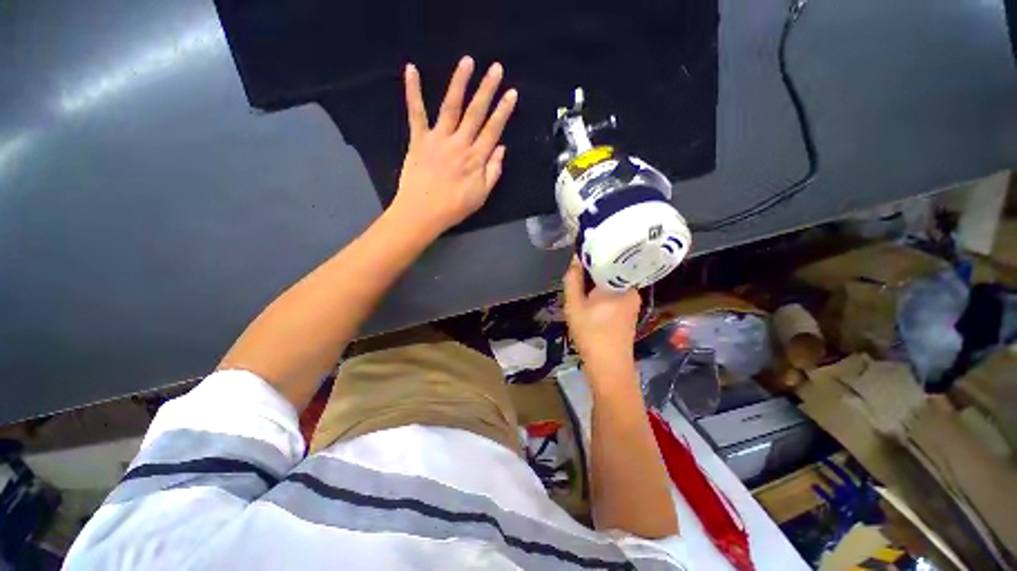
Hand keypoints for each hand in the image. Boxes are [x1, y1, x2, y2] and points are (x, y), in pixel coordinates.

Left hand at [388, 56, 517, 239]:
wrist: (422, 213)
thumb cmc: (454, 207)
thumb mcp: (481, 196)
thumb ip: (493, 172)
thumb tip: (502, 149)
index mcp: (475, 159)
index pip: (493, 130)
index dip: (503, 111)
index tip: (511, 93)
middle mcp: (459, 143)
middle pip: (475, 113)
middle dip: (487, 89)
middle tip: (496, 68)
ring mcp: (438, 139)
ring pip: (451, 106)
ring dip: (459, 83)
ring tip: (467, 62)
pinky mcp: (418, 139)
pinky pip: (416, 112)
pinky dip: (413, 91)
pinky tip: (411, 69)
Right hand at [563, 258, 641, 372]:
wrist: (608, 366)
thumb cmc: (590, 333)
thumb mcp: (574, 304)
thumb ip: (573, 279)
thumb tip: (576, 258)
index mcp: (621, 284)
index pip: (608, 259)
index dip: (591, 257)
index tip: (577, 259)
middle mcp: (632, 290)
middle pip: (610, 272)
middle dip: (592, 274)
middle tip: (576, 279)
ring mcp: (633, 302)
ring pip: (611, 285)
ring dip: (596, 286)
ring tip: (581, 291)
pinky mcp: (630, 312)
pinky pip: (614, 295)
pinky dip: (602, 295)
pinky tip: (591, 304)